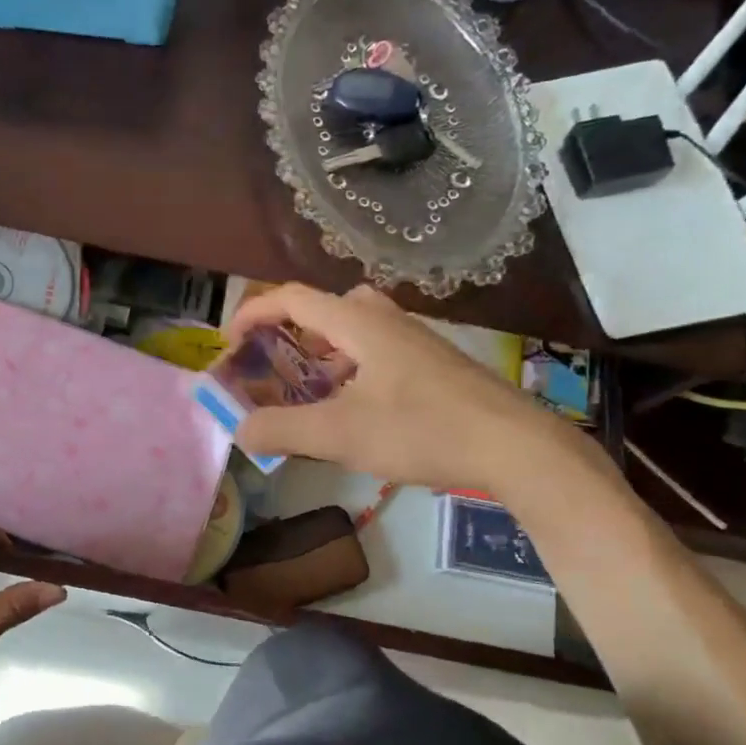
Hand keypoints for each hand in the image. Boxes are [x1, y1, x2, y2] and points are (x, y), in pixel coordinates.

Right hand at [227, 283, 593, 499]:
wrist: (514, 446)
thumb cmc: (421, 430)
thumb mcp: (339, 435)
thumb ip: (282, 430)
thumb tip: (239, 430)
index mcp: (360, 324)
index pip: (294, 299)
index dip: (254, 312)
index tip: (230, 342)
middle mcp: (389, 321)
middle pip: (329, 306)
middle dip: (293, 330)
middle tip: (278, 365)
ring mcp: (419, 342)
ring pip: (358, 329)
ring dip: (326, 352)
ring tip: (315, 393)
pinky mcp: (438, 366)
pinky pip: (382, 351)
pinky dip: (355, 369)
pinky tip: (362, 412)